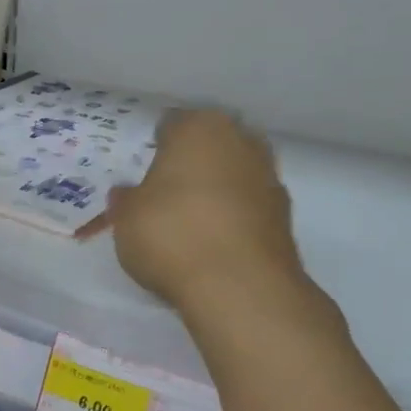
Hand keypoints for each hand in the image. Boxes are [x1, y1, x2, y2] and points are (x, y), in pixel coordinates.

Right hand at [108, 110, 311, 315]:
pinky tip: (212, 242)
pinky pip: (247, 206)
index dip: (154, 146)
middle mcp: (240, 141)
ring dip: (215, 190)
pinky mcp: (284, 215)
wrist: (240, 287)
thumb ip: (126, 200)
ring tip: (188, 222)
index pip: (171, 124)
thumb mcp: (126, 219)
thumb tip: (127, 194)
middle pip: (208, 145)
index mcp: (199, 128)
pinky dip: (232, 217)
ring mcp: (268, 177)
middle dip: (190, 164)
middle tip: (164, 192)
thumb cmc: (172, 235)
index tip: (141, 170)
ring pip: (232, 174)